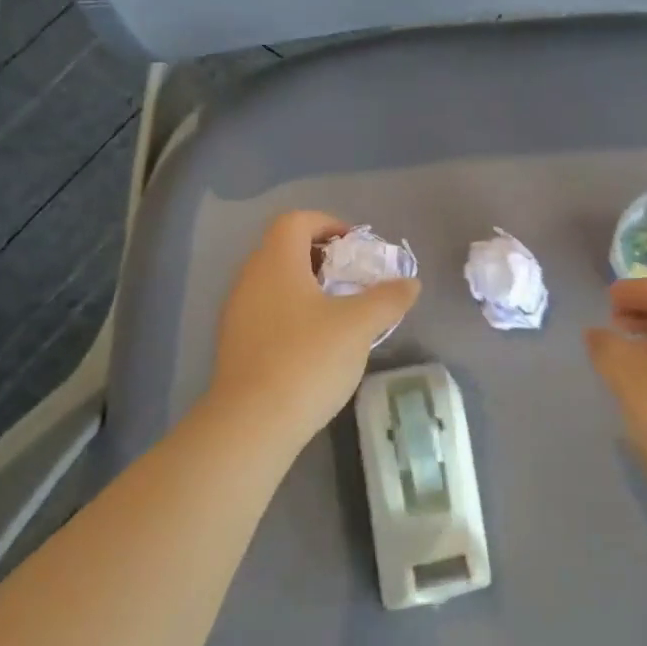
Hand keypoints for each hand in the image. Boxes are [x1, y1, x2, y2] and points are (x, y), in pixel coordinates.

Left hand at [206, 211, 420, 450]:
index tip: (356, 246)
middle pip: (284, 250)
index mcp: (276, 263)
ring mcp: (237, 314)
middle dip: (323, 257)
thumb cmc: (307, 360)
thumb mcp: (359, 325)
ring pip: (275, 283)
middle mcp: (250, 280)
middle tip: (354, 279)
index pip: (296, 221)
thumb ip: (388, 299)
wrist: (251, 424)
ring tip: (341, 313)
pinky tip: (317, 345)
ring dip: (308, 288)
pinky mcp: (235, 346)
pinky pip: (268, 312)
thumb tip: (410, 283)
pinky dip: (294, 314)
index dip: (328, 223)